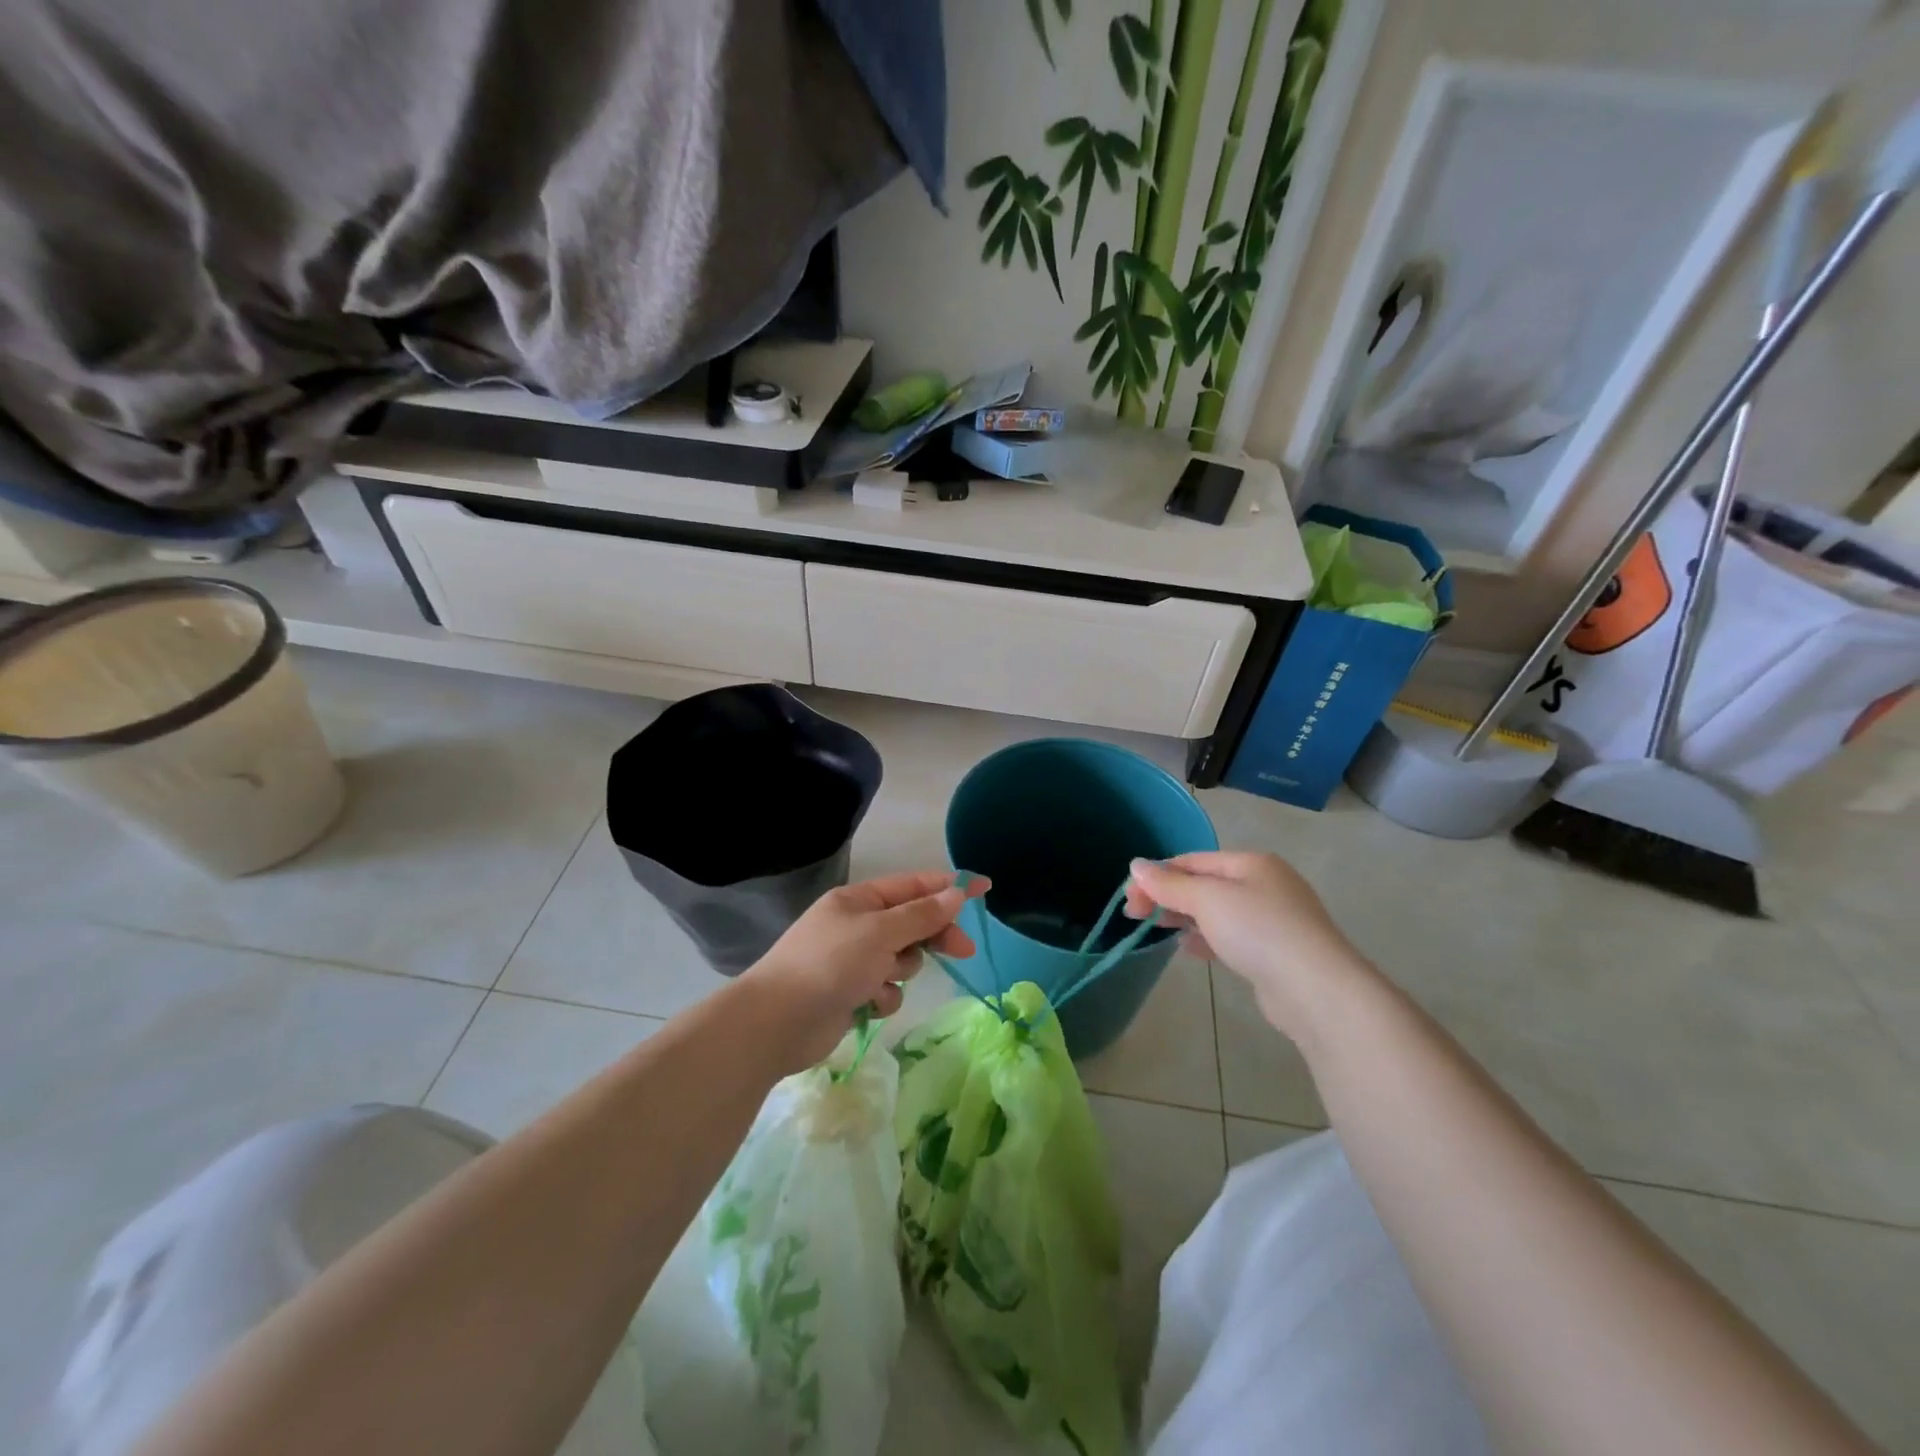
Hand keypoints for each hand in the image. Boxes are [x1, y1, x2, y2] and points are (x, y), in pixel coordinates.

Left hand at [743, 870, 986, 1071]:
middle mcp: (857, 925)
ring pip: (902, 958)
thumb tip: (956, 892)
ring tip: (881, 980)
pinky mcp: (851, 993)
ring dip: (901, 970)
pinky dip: (883, 996)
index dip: (949, 887)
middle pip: (912, 923)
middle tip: (964, 950)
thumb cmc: (830, 963)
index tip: (985, 889)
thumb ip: (922, 914)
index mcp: (859, 900)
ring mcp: (853, 960)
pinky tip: (868, 1004)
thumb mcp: (880, 932)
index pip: (913, 886)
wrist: (778, 1022)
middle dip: (934, 935)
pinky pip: (886, 988)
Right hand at [1125, 851, 1372, 1040]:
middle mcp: (1264, 884)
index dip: (1156, 875)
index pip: (1192, 860)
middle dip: (1167, 896)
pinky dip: (1206, 938)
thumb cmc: (1259, 931)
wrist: (1317, 990)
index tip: (1128, 898)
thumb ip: (1169, 884)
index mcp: (1251, 863)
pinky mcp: (1275, 952)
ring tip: (1157, 930)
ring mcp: (1273, 919)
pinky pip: (1230, 936)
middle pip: (1203, 884)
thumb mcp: (1207, 900)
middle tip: (1134, 915)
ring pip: (1216, 911)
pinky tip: (1188, 949)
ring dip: (1184, 917)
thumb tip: (1135, 865)